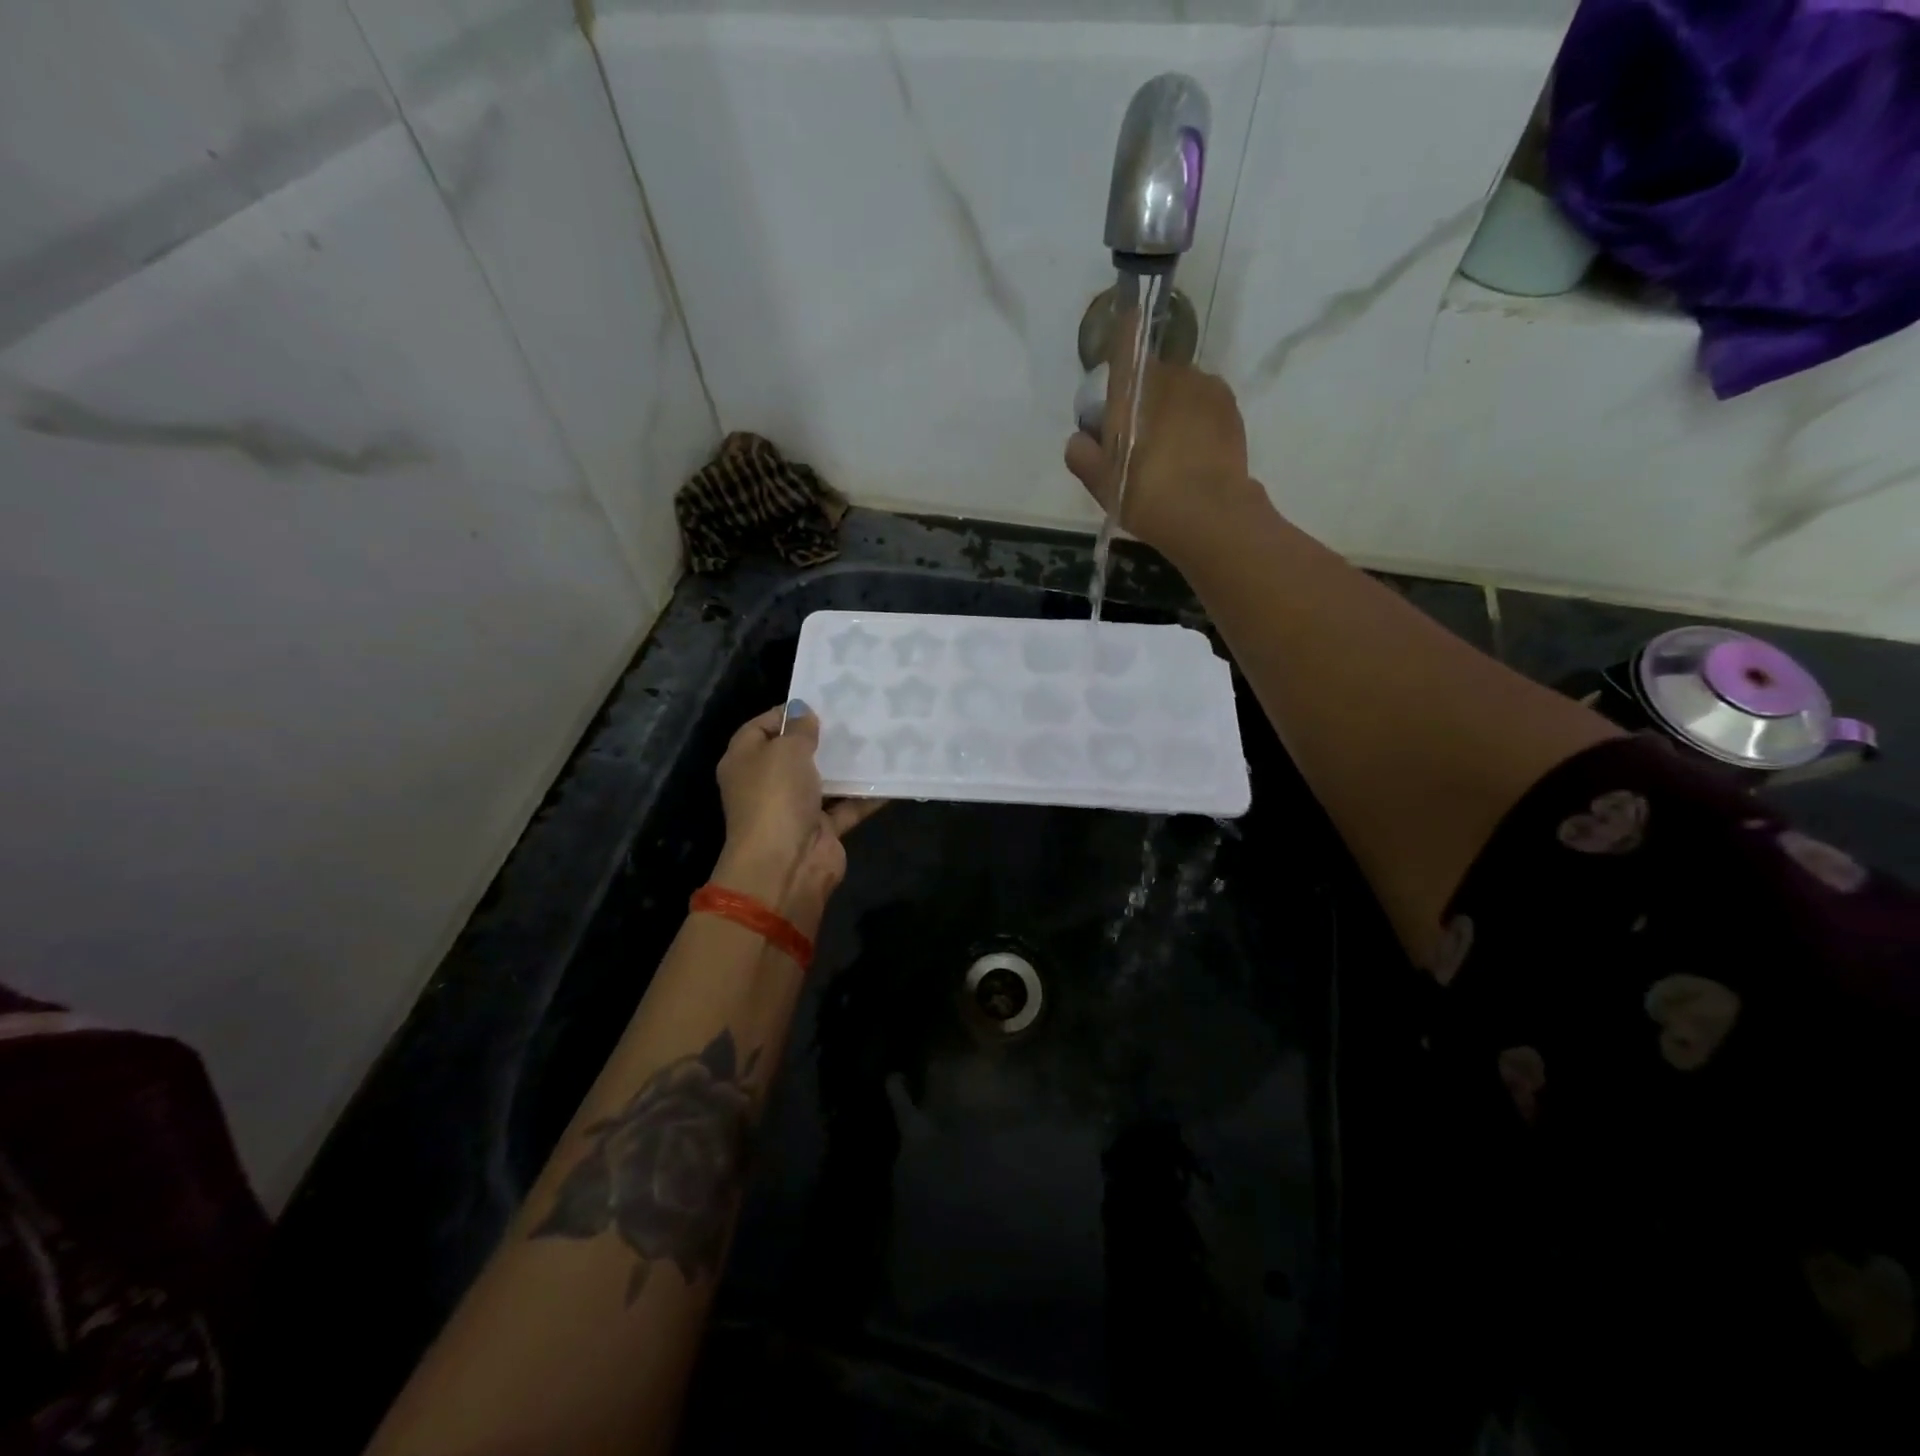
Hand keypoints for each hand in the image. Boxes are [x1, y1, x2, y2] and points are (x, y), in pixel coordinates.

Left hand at [711, 702, 883, 922]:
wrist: (787, 864)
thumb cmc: (776, 796)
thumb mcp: (786, 750)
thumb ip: (799, 729)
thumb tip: (803, 713)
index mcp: (744, 761)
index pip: (760, 728)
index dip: (785, 713)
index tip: (819, 701)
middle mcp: (766, 784)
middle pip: (793, 754)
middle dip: (821, 738)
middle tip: (854, 716)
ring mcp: (794, 809)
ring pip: (823, 780)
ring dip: (846, 765)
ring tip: (876, 738)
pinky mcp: (821, 829)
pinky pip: (846, 806)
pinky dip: (865, 795)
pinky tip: (891, 775)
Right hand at [1063, 354, 1263, 564]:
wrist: (1210, 515)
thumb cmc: (1147, 495)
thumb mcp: (1102, 483)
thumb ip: (1082, 456)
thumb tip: (1079, 439)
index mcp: (1134, 387)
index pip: (1125, 346)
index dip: (1119, 344)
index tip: (1116, 366)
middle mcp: (1171, 374)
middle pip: (1150, 376)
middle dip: (1141, 398)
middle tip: (1136, 440)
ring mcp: (1205, 387)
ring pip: (1179, 389)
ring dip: (1170, 408)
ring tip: (1168, 450)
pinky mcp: (1230, 407)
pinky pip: (1203, 403)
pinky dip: (1194, 419)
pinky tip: (1191, 453)